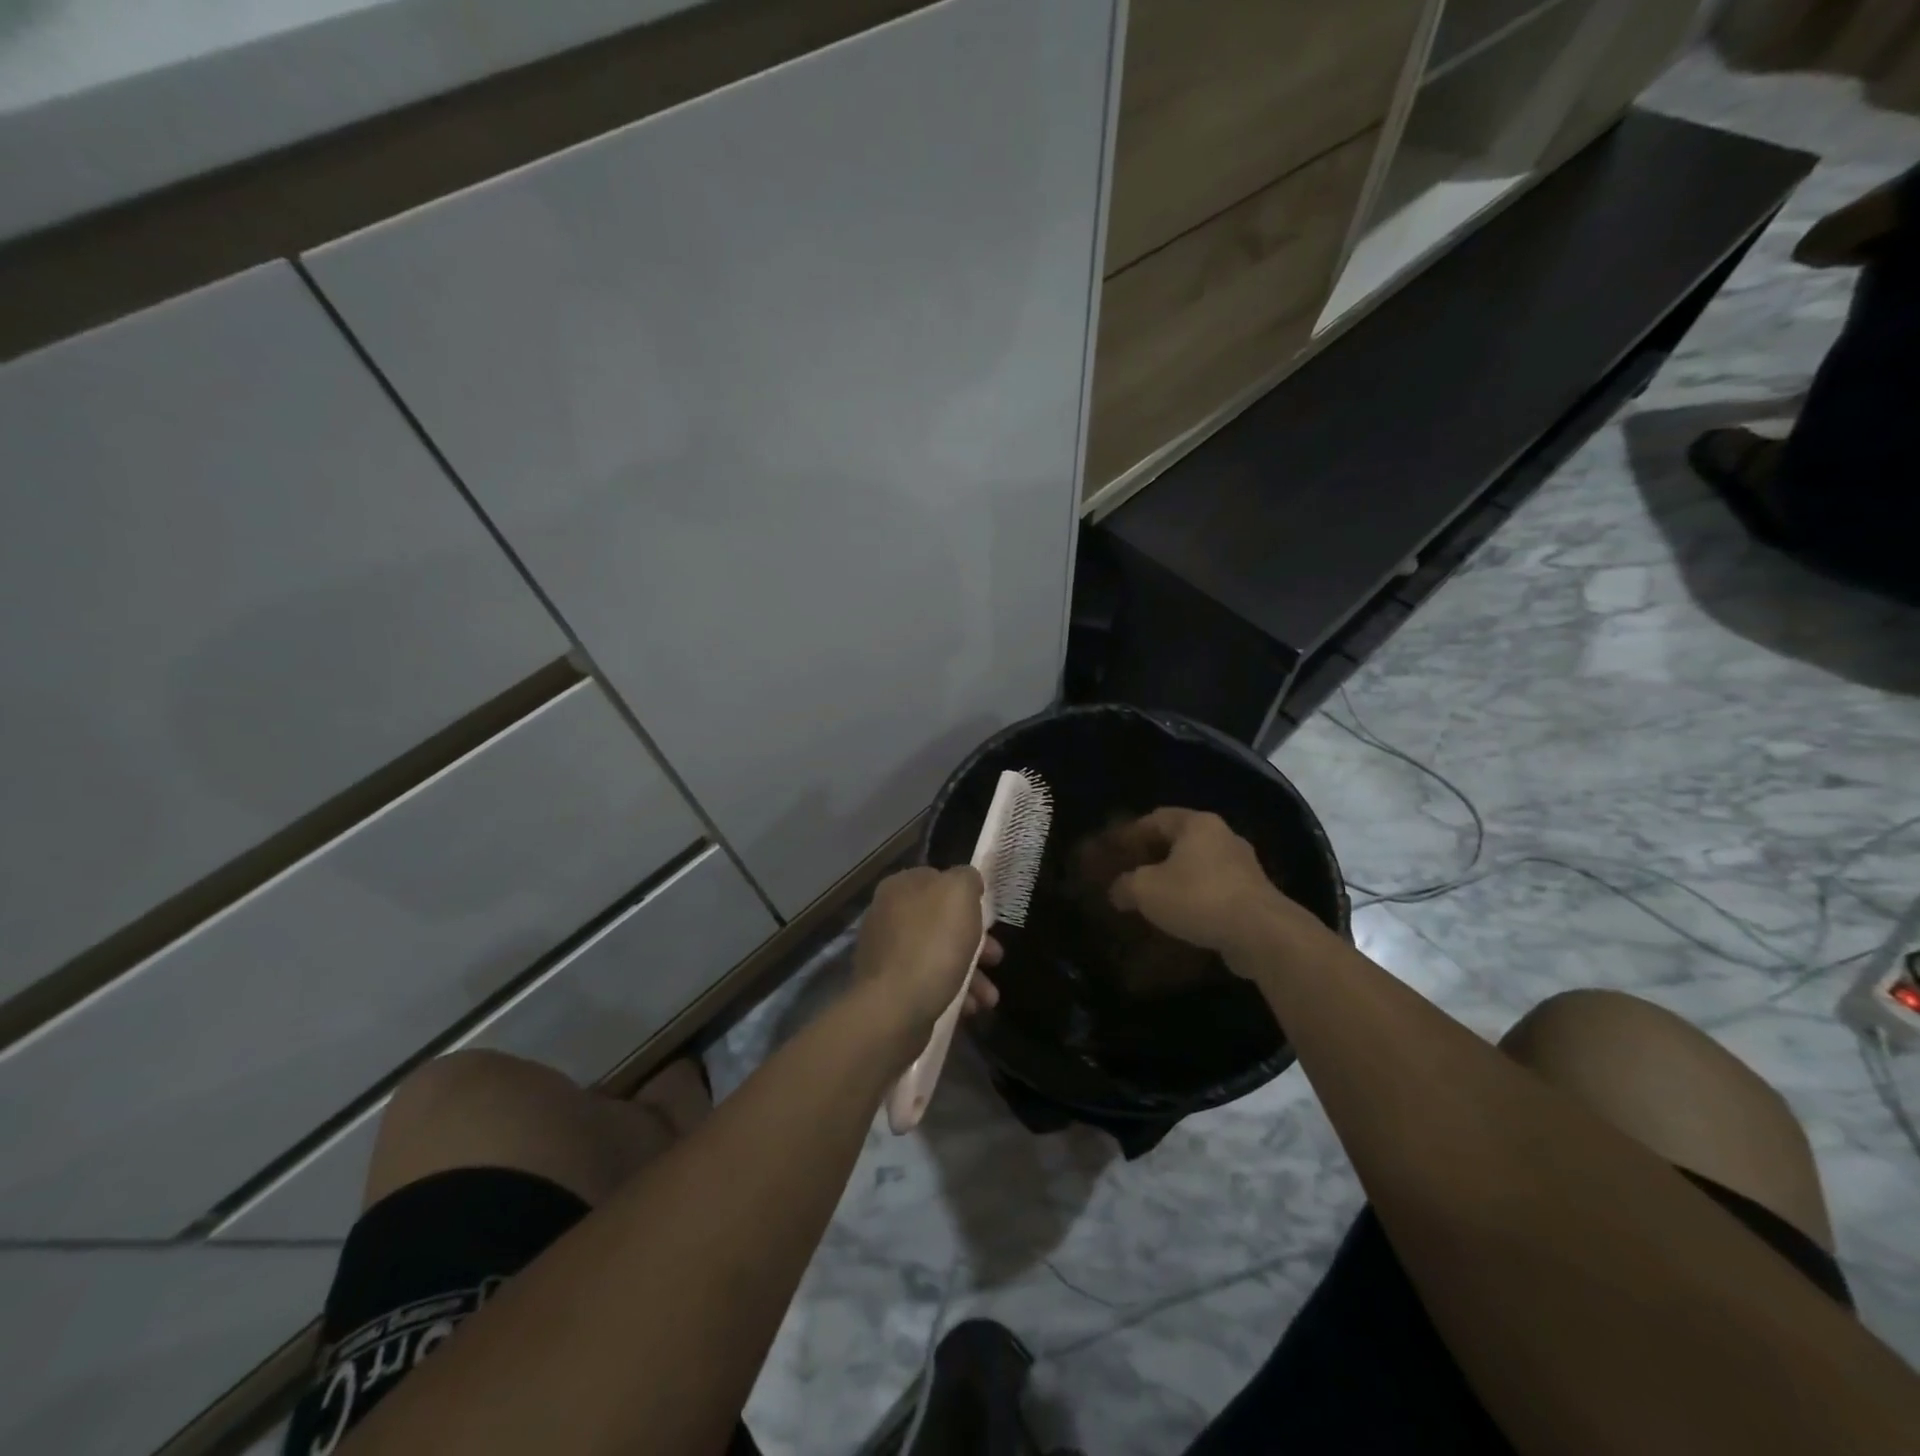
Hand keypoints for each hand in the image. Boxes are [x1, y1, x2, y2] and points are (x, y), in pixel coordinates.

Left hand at [853, 866, 1001, 1038]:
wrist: (893, 1009)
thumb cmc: (932, 945)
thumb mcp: (959, 894)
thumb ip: (966, 878)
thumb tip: (967, 881)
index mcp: (901, 886)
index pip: (939, 879)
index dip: (968, 896)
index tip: (988, 916)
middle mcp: (889, 915)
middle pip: (943, 920)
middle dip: (976, 941)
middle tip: (996, 958)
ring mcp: (887, 952)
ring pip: (940, 953)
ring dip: (972, 973)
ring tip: (989, 996)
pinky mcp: (890, 987)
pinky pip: (929, 981)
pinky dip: (953, 991)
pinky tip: (970, 1007)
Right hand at [1106, 808, 1316, 963]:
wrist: (1261, 934)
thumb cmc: (1198, 897)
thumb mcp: (1146, 890)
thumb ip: (1125, 885)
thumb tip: (1118, 890)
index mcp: (1197, 823)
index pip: (1156, 818)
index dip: (1131, 833)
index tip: (1113, 851)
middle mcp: (1223, 836)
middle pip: (1179, 840)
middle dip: (1153, 857)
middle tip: (1130, 874)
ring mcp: (1243, 865)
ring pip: (1198, 866)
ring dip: (1176, 879)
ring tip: (1154, 898)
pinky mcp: (1254, 894)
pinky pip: (1214, 889)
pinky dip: (1195, 899)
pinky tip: (1181, 917)